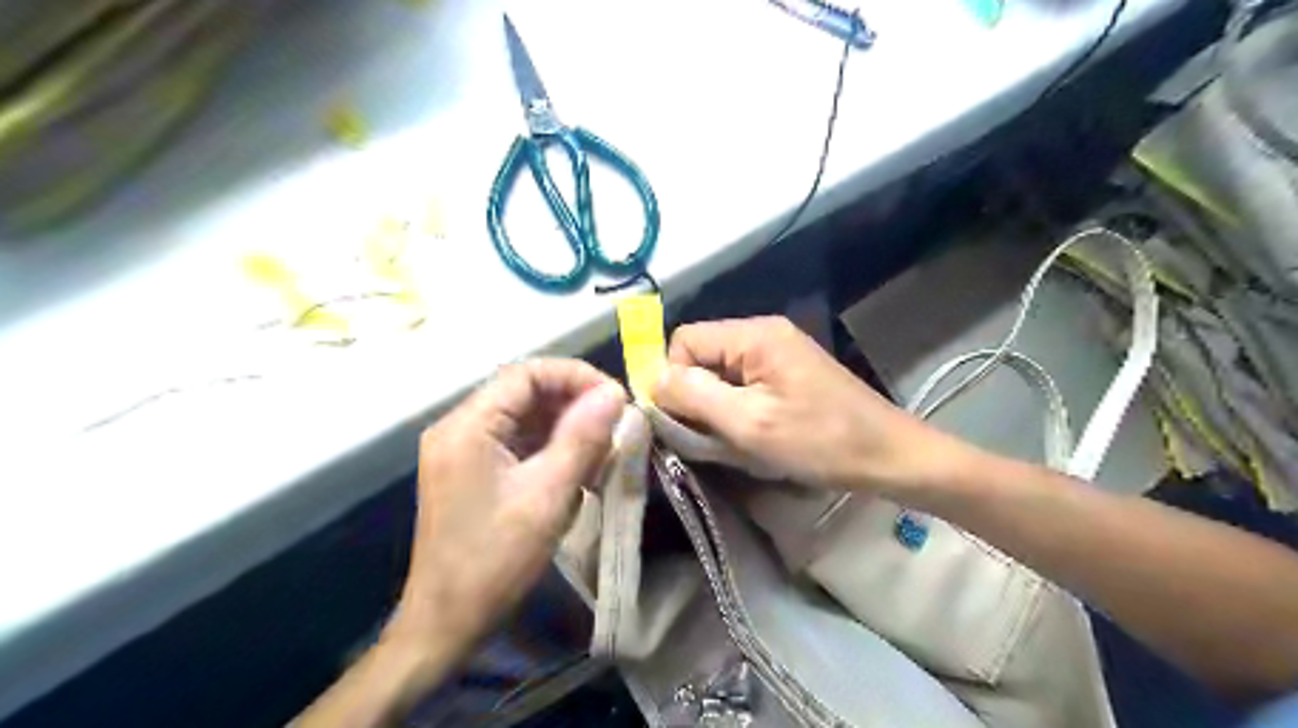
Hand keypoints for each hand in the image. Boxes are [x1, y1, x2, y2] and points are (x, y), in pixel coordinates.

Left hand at [394, 360, 624, 651]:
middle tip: (615, 424)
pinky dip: (550, 447)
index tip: (616, 398)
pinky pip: (516, 441)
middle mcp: (459, 427)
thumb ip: (582, 438)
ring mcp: (462, 449)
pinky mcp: (471, 470)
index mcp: (467, 426)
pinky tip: (576, 467)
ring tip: (602, 448)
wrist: (446, 623)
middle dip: (573, 402)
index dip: (575, 377)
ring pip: (523, 417)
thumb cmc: (495, 559)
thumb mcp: (547, 496)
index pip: (526, 374)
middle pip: (523, 392)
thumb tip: (614, 392)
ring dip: (565, 426)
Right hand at [661, 316, 971, 497]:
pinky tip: (751, 435)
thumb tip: (652, 378)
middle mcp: (763, 333)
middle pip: (701, 355)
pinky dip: (735, 409)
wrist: (889, 456)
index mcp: (754, 335)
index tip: (683, 422)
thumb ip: (694, 396)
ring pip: (719, 373)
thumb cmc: (820, 441)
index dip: (673, 379)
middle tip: (709, 437)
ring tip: (732, 440)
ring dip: (715, 407)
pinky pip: (742, 383)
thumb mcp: (750, 423)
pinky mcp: (788, 372)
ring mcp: (778, 352)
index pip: (684, 341)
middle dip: (695, 396)